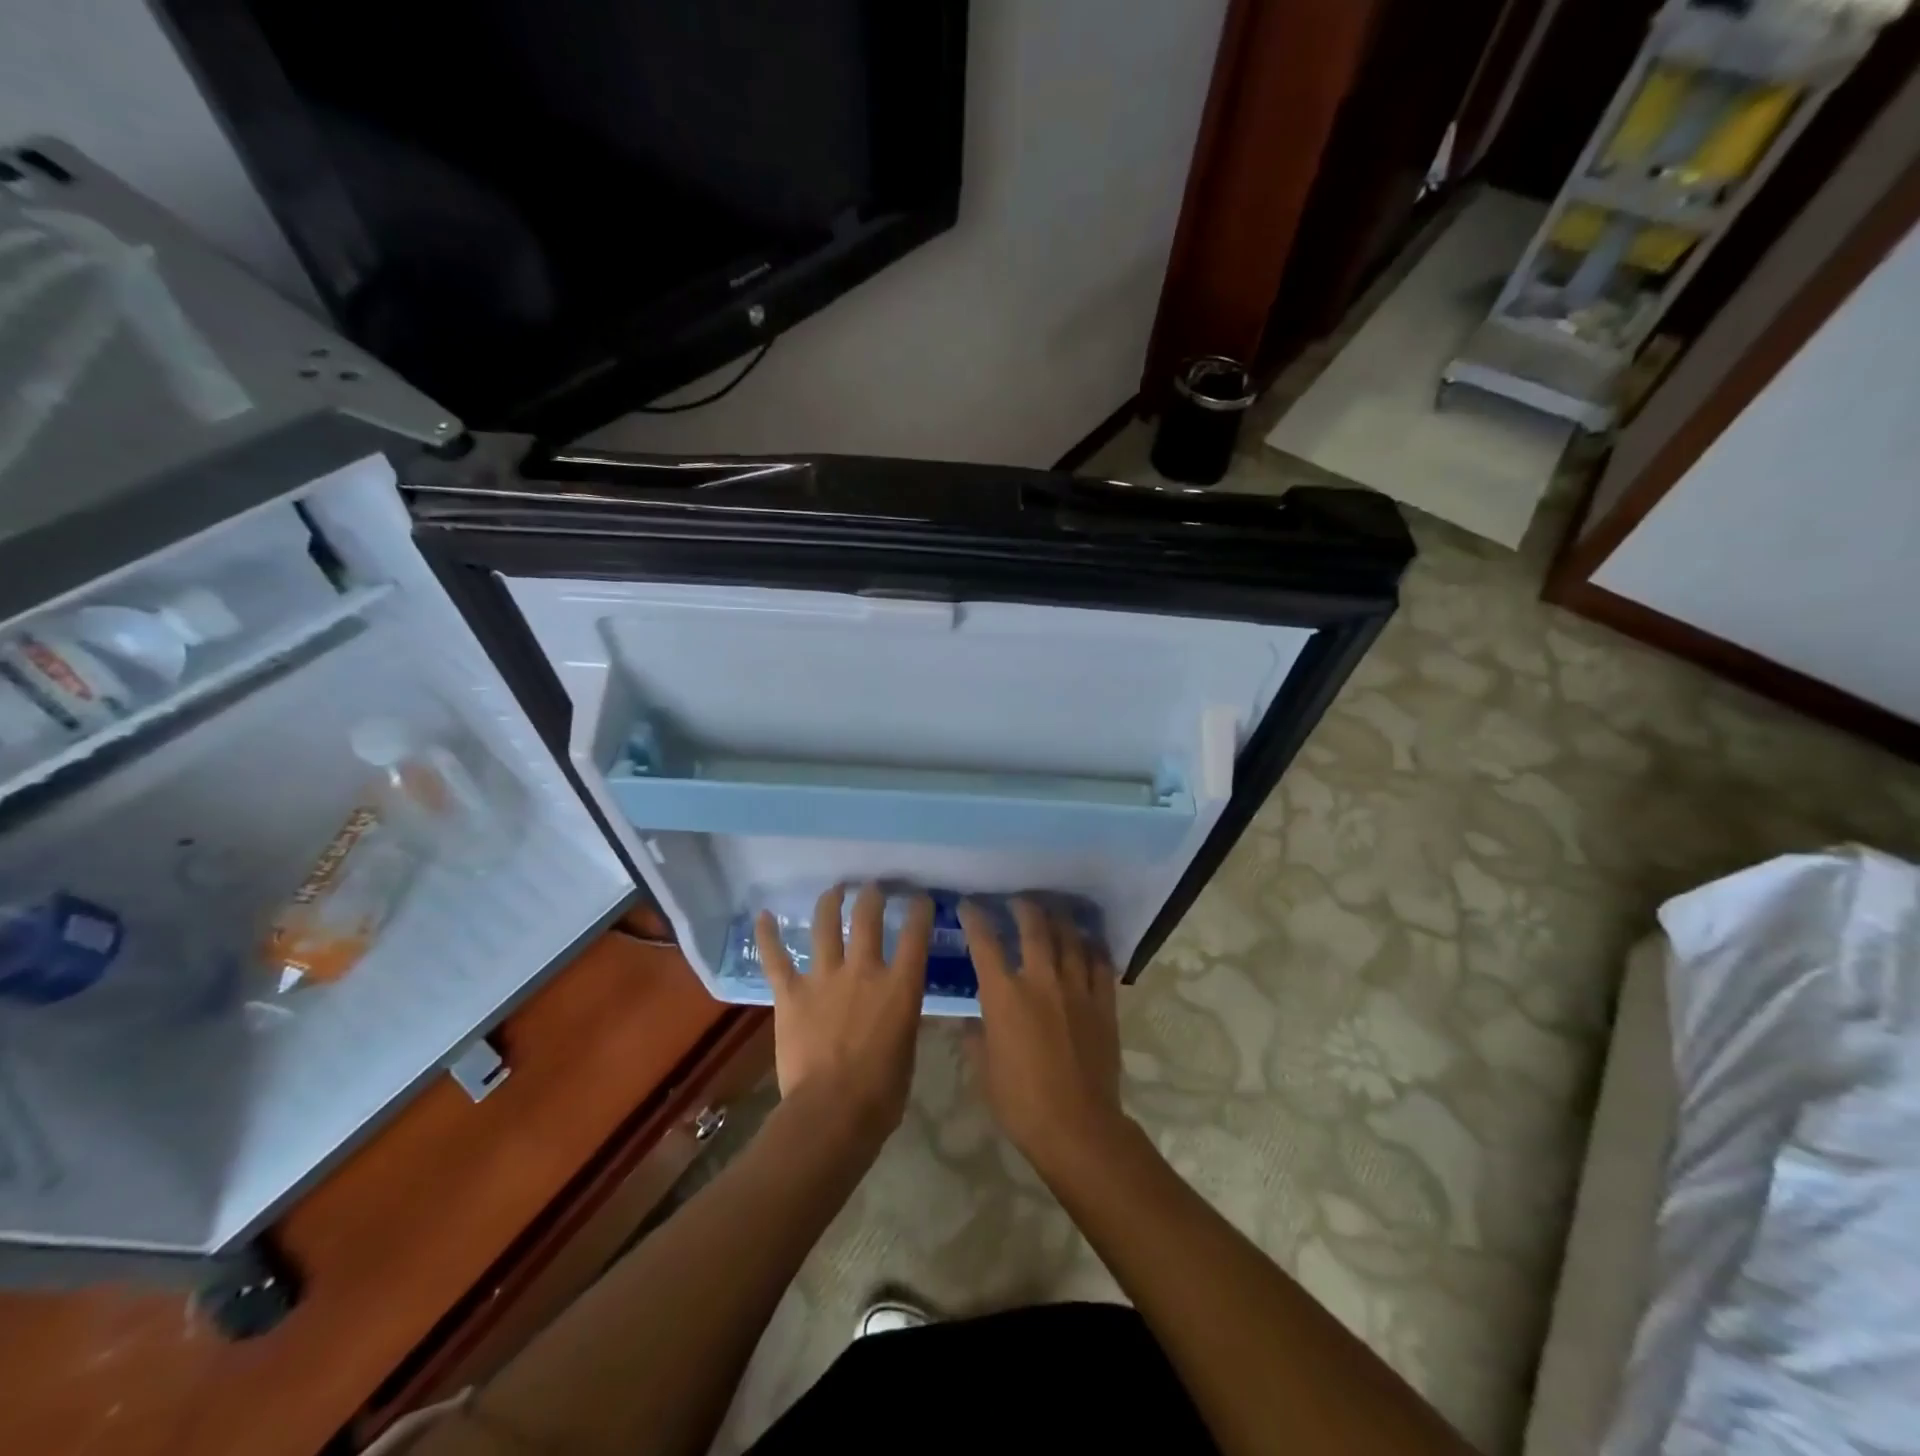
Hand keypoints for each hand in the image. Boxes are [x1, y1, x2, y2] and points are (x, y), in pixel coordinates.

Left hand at [755, 883, 930, 1146]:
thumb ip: (902, 1019)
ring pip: (825, 926)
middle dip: (872, 896)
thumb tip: (899, 1009)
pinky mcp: (791, 994)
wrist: (832, 1113)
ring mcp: (825, 978)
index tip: (921, 899)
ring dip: (829, 903)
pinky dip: (768, 935)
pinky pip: (776, 958)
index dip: (920, 911)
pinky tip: (763, 915)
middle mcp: (863, 971)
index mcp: (900, 987)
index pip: (915, 935)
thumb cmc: (882, 1093)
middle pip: (868, 917)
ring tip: (833, 890)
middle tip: (872, 888)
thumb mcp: (907, 1049)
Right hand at [960, 897, 1127, 1173]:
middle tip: (1017, 899)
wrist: (1077, 1127)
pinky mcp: (1103, 1002)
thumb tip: (971, 1020)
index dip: (975, 918)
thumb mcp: (984, 1069)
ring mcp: (1076, 988)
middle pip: (1033, 927)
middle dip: (1022, 906)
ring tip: (1053, 911)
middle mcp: (1040, 979)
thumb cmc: (1020, 1102)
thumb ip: (976, 1036)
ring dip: (1059, 919)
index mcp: (1004, 994)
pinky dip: (1092, 947)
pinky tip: (1088, 942)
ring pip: (1070, 937)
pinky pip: (1100, 963)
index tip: (969, 905)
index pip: (985, 943)